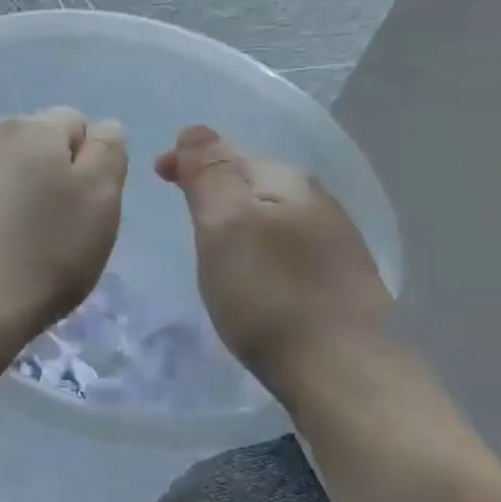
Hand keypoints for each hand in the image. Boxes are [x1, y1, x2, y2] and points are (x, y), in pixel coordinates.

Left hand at [0, 107, 126, 341]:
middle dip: (55, 178)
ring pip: (7, 175)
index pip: (77, 123)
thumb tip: (101, 129)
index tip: (88, 207)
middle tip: (62, 230)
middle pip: (38, 147)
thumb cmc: (43, 251)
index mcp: (33, 126)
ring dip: (22, 199)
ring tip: (25, 248)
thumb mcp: (99, 199)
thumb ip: (108, 152)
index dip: (91, 163)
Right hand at [156, 125, 389, 392]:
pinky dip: (258, 245)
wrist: (343, 371)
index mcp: (287, 181)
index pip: (229, 151)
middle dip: (214, 184)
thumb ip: (210, 173)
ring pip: (272, 212)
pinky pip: (285, 244)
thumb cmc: (270, 294)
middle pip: (253, 179)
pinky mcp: (338, 279)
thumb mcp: (225, 225)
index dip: (189, 158)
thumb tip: (195, 130)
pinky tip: (252, 270)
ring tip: (210, 237)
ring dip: (238, 216)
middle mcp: (317, 201)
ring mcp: (334, 241)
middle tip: (179, 204)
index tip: (156, 175)